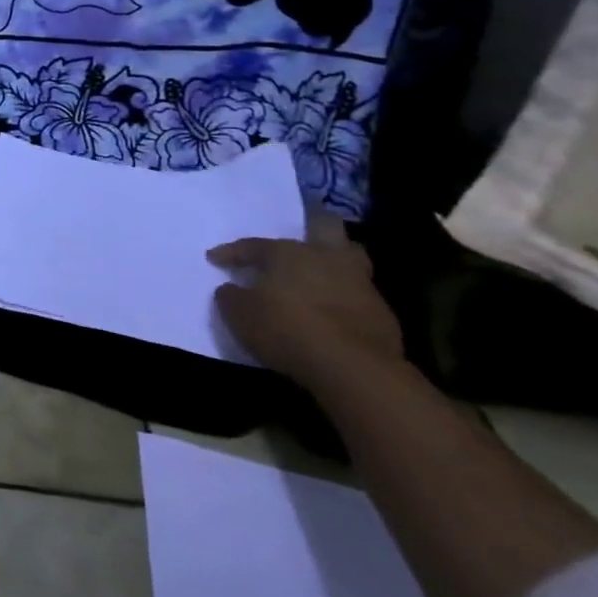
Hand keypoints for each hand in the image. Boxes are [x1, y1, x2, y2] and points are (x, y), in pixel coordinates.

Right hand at [208, 222, 404, 391]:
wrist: (355, 370)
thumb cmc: (287, 330)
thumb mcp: (239, 314)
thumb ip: (231, 296)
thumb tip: (231, 289)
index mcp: (288, 253)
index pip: (253, 245)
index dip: (231, 252)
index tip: (214, 259)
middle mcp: (327, 258)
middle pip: (326, 226)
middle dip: (313, 227)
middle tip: (298, 241)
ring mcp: (360, 285)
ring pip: (351, 259)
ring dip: (335, 264)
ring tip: (318, 277)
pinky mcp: (383, 315)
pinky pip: (359, 296)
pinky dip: (345, 300)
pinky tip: (333, 314)